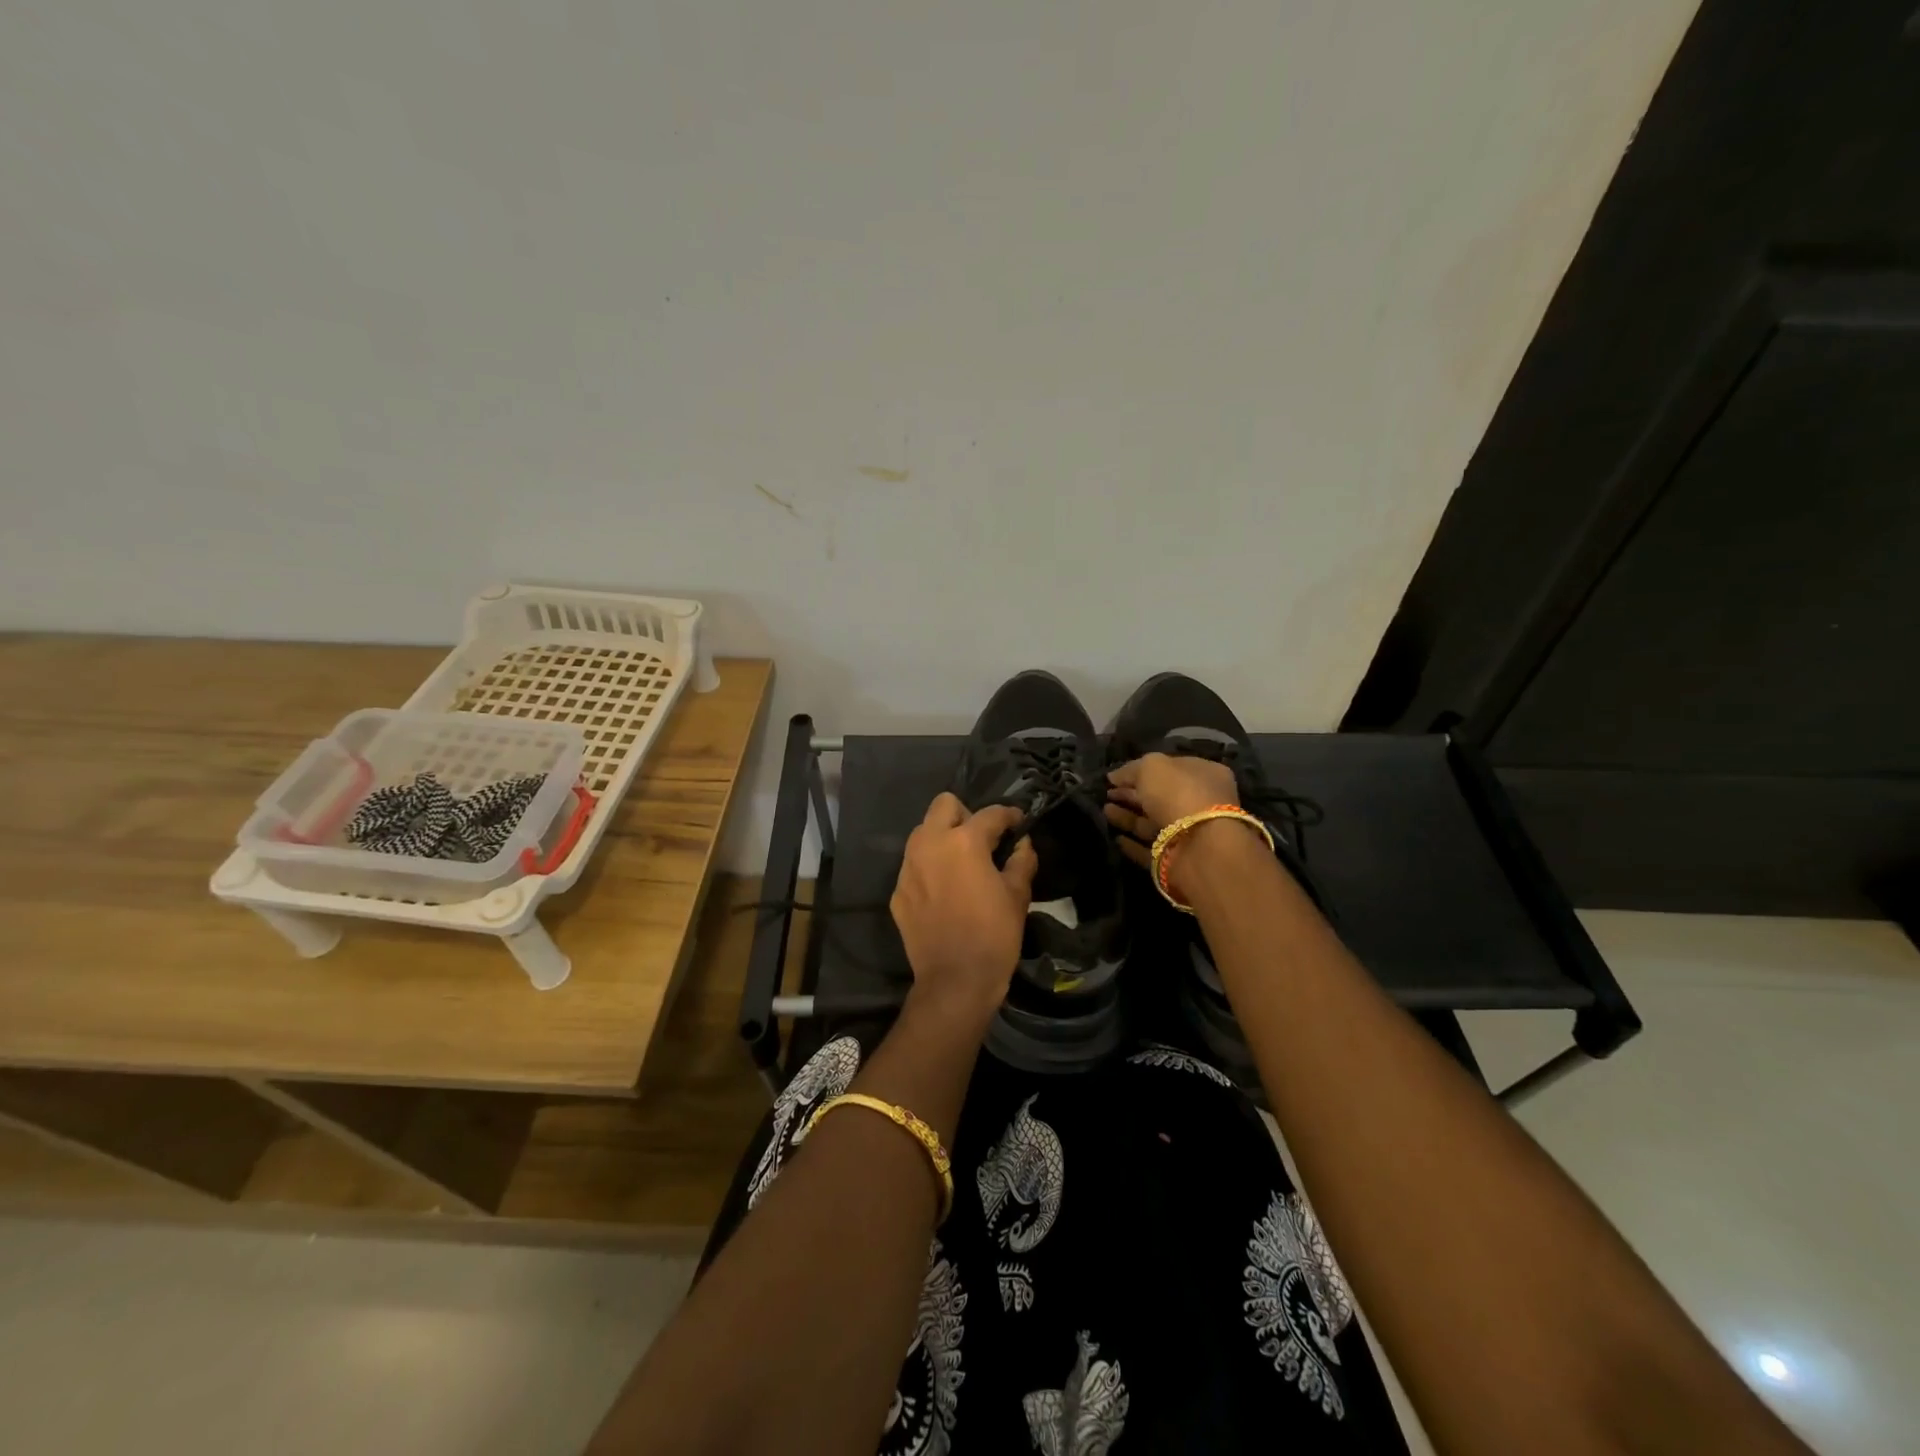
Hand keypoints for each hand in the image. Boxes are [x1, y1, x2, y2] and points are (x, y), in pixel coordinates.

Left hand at [890, 793, 1038, 1027]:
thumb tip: (1023, 844)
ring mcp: (908, 867)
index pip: (990, 813)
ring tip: (961, 862)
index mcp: (964, 841)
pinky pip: (914, 864)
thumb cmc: (994, 935)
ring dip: (943, 837)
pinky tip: (945, 890)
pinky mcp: (898, 890)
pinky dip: (930, 867)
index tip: (1019, 823)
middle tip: (982, 839)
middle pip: (944, 805)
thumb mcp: (1017, 896)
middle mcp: (930, 844)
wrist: (954, 981)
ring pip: (923, 832)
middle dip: (965, 815)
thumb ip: (1021, 861)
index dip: (1009, 815)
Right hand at [1104, 753, 1246, 899]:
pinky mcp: (1176, 860)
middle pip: (1160, 796)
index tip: (1115, 776)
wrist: (1200, 848)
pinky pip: (1150, 849)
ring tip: (1104, 810)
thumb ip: (1131, 769)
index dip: (1141, 770)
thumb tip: (1114, 776)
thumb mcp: (1152, 767)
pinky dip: (1133, 844)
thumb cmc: (1180, 795)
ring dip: (1128, 817)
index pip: (1169, 768)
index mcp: (1204, 775)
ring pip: (1153, 822)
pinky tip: (1116, 838)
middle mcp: (1200, 803)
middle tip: (1106, 793)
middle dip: (1132, 794)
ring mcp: (1189, 833)